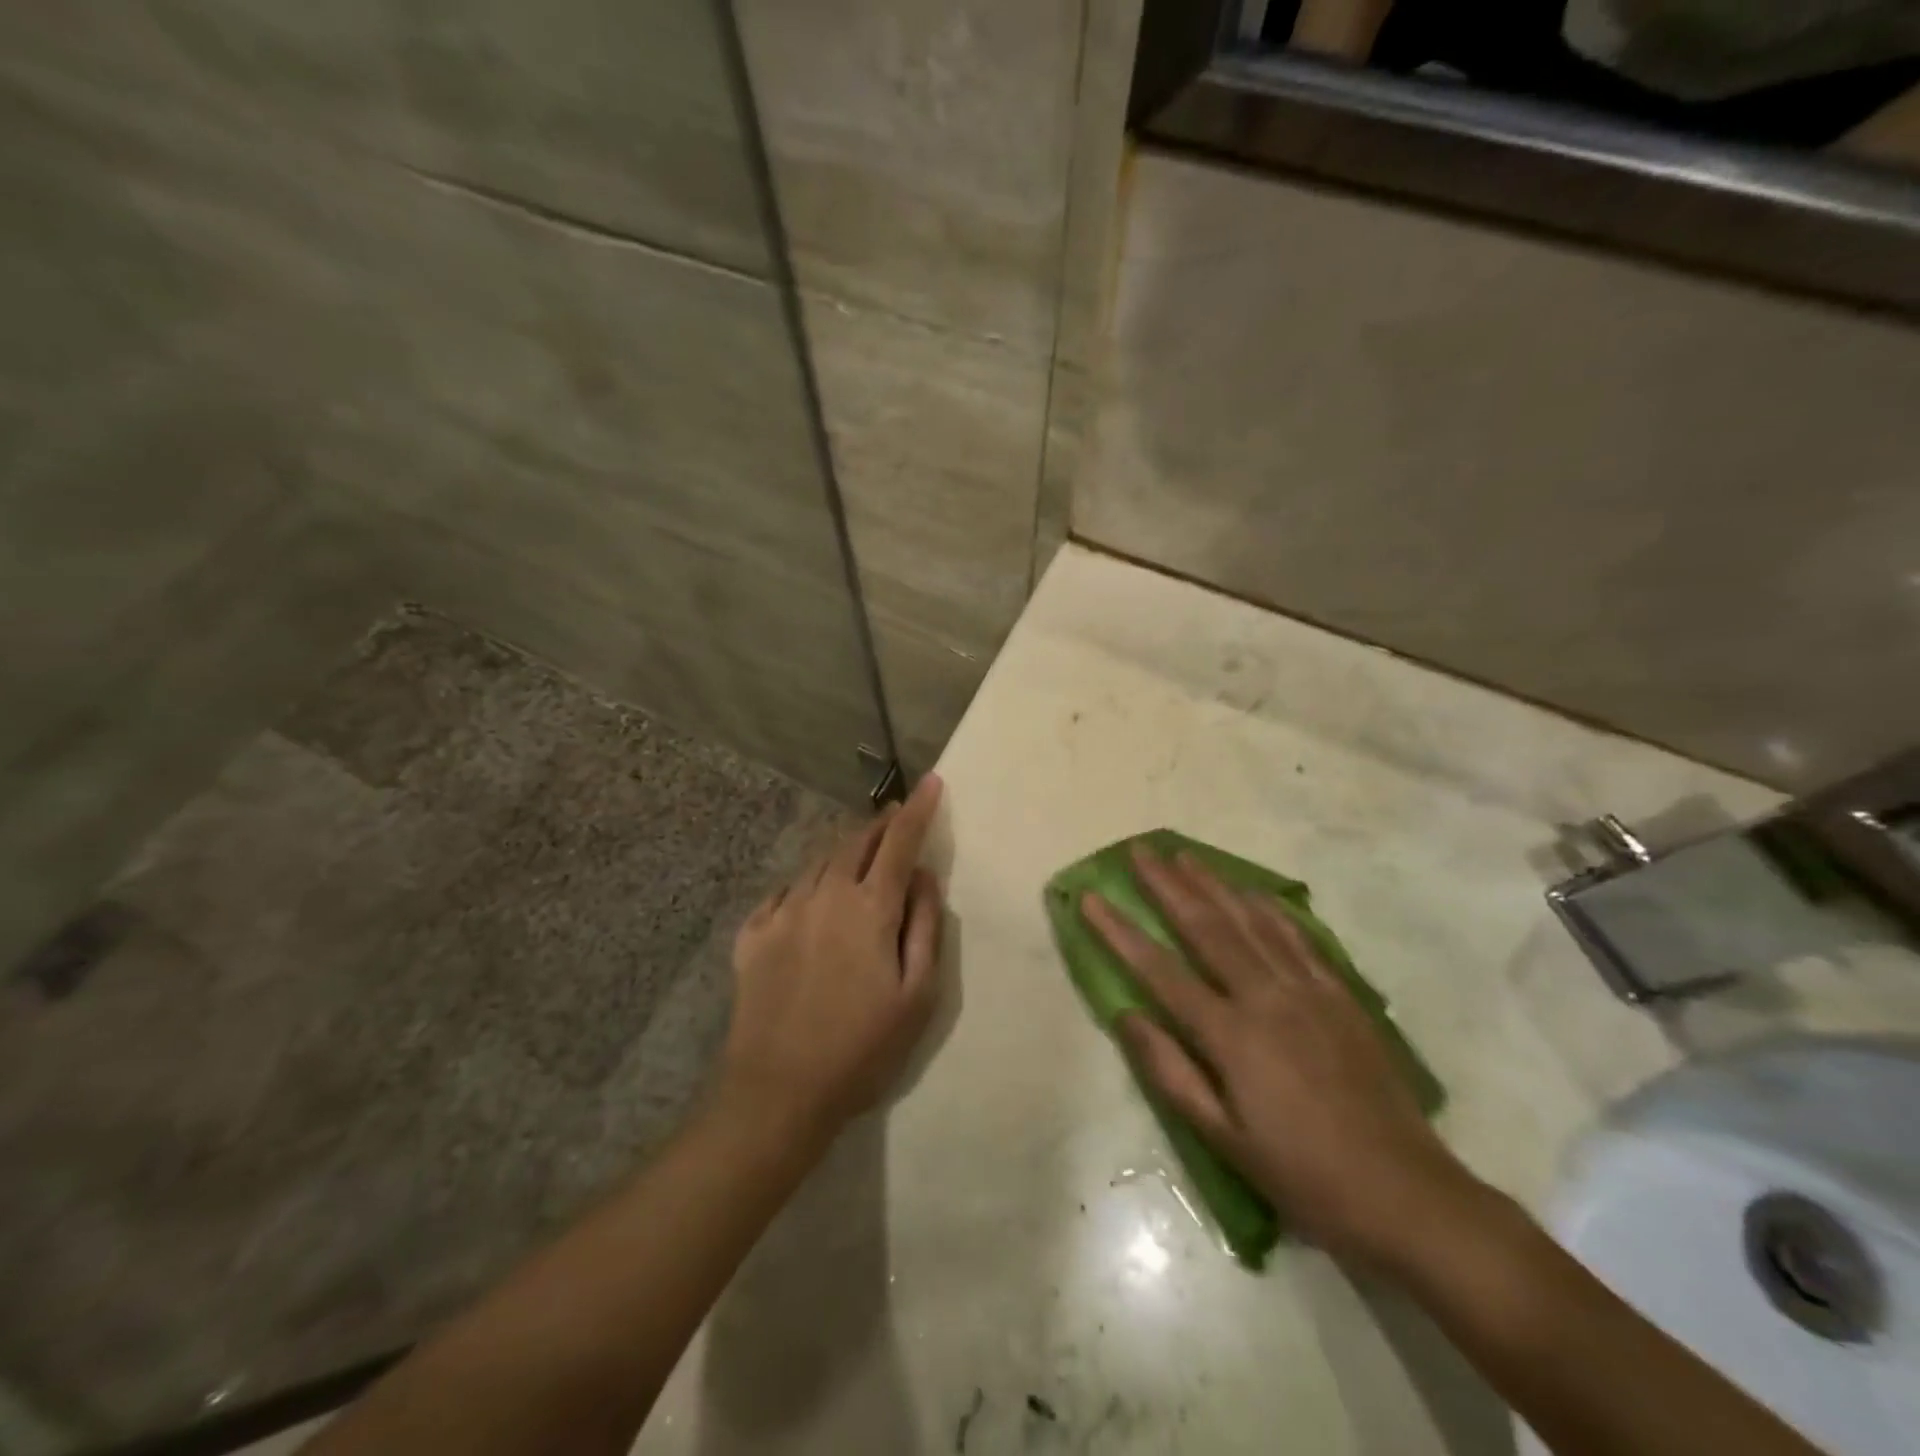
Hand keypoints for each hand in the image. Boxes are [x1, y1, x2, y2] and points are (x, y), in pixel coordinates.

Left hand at [719, 774, 945, 1141]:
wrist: (777, 1092)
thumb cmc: (862, 1049)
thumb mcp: (917, 996)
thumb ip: (924, 927)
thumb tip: (924, 877)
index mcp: (869, 909)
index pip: (899, 842)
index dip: (918, 810)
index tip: (932, 782)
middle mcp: (824, 896)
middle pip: (855, 843)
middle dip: (880, 824)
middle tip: (896, 817)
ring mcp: (782, 913)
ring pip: (819, 864)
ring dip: (844, 851)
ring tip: (859, 852)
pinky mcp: (752, 936)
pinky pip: (783, 892)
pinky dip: (805, 883)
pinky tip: (809, 895)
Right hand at [1083, 846, 1480, 1268]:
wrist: (1405, 1194)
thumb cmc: (1303, 1175)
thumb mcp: (1225, 1139)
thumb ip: (1172, 1072)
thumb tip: (1128, 1015)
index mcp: (1232, 1035)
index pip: (1161, 971)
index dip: (1120, 932)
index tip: (1091, 898)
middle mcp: (1266, 998)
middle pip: (1207, 927)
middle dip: (1168, 886)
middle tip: (1140, 851)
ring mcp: (1308, 991)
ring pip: (1252, 921)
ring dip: (1214, 884)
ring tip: (1186, 856)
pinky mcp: (1341, 996)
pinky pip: (1300, 938)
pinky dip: (1272, 909)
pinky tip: (1255, 892)